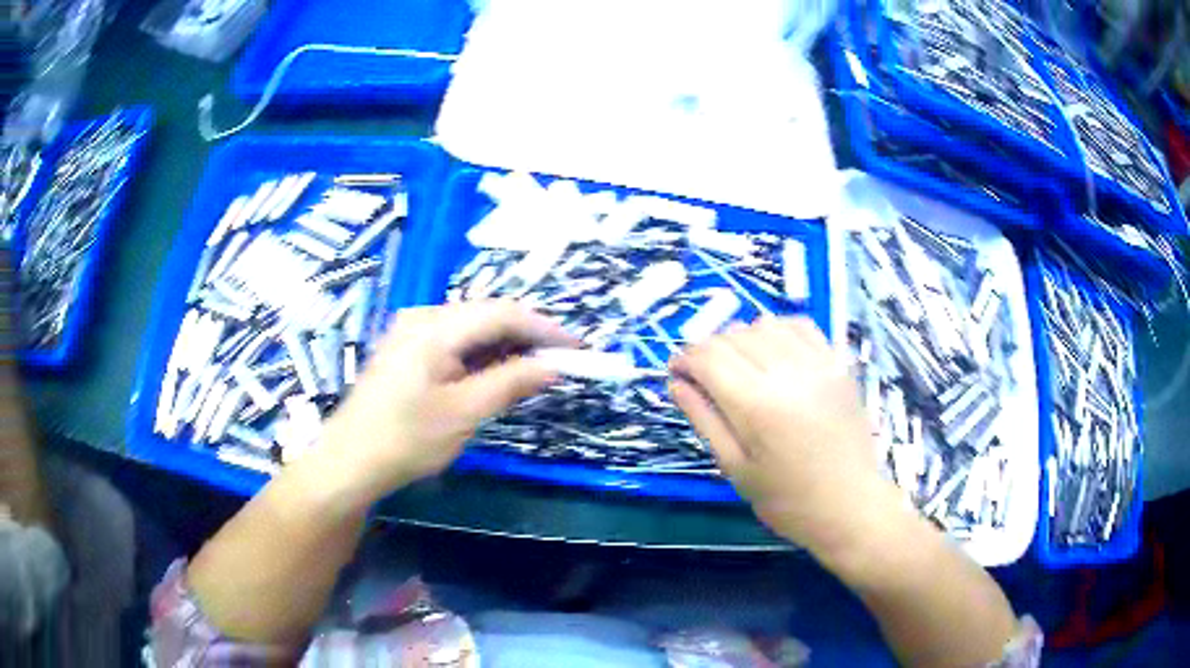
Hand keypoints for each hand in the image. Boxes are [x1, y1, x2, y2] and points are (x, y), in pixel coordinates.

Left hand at [319, 301, 577, 504]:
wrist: (349, 462)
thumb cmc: (405, 440)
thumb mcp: (464, 414)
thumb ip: (510, 383)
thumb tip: (553, 366)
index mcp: (434, 327)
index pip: (502, 313)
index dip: (545, 328)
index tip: (578, 347)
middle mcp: (421, 317)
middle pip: (486, 316)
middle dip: (526, 336)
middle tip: (560, 362)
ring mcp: (409, 331)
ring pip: (471, 329)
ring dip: (505, 347)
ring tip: (536, 370)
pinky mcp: (405, 349)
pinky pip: (453, 342)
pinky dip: (480, 356)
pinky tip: (496, 373)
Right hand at [669, 317, 897, 555]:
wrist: (849, 504)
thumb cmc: (786, 499)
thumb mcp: (735, 467)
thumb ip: (704, 419)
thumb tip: (676, 383)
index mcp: (756, 405)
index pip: (708, 358)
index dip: (684, 359)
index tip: (676, 372)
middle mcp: (786, 373)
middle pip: (733, 336)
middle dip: (708, 350)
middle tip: (704, 376)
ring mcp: (817, 363)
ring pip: (764, 324)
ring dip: (741, 339)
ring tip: (739, 367)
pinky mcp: (838, 363)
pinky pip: (801, 326)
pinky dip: (778, 330)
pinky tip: (773, 352)